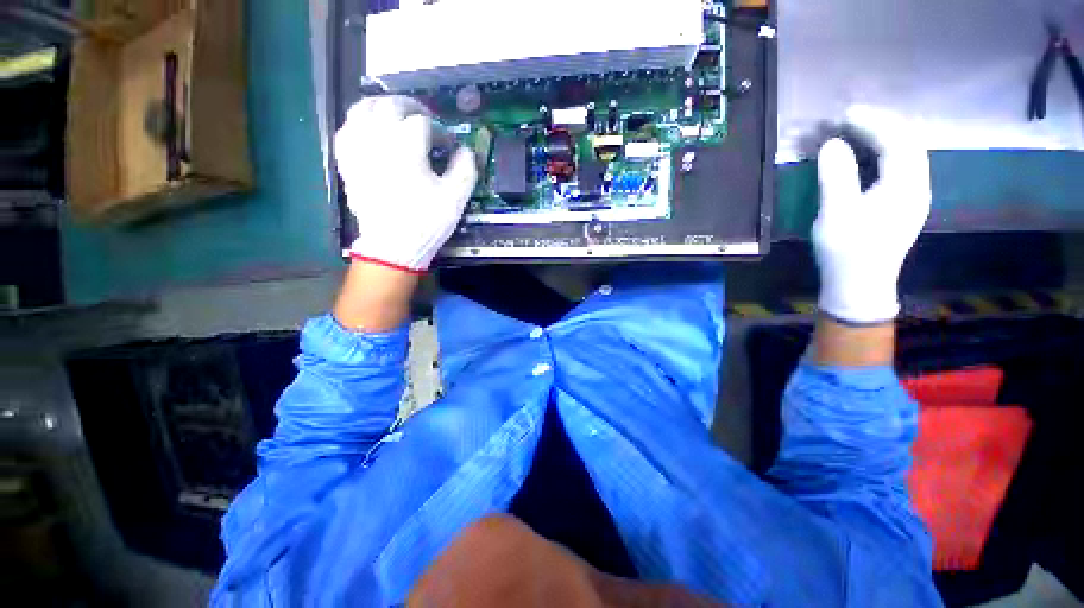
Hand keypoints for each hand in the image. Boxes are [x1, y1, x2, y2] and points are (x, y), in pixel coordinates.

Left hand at [335, 96, 477, 272]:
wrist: (393, 246)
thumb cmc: (426, 222)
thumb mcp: (455, 198)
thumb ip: (465, 169)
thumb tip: (466, 151)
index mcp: (406, 146)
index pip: (424, 123)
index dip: (440, 131)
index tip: (449, 146)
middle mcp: (377, 138)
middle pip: (391, 105)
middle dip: (412, 108)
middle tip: (426, 121)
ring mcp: (358, 148)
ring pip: (363, 108)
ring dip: (383, 107)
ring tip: (397, 118)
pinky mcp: (347, 161)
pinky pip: (347, 129)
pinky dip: (361, 123)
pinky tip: (371, 132)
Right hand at [814, 106, 930, 324]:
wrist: (860, 285)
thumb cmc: (848, 251)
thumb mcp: (837, 213)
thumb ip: (837, 176)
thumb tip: (832, 143)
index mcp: (905, 185)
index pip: (897, 140)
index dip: (873, 121)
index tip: (845, 113)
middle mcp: (917, 185)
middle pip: (908, 142)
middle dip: (881, 123)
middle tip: (850, 117)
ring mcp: (913, 196)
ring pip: (908, 153)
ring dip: (885, 136)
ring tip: (859, 128)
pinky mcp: (903, 205)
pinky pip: (901, 166)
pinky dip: (885, 151)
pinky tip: (869, 153)